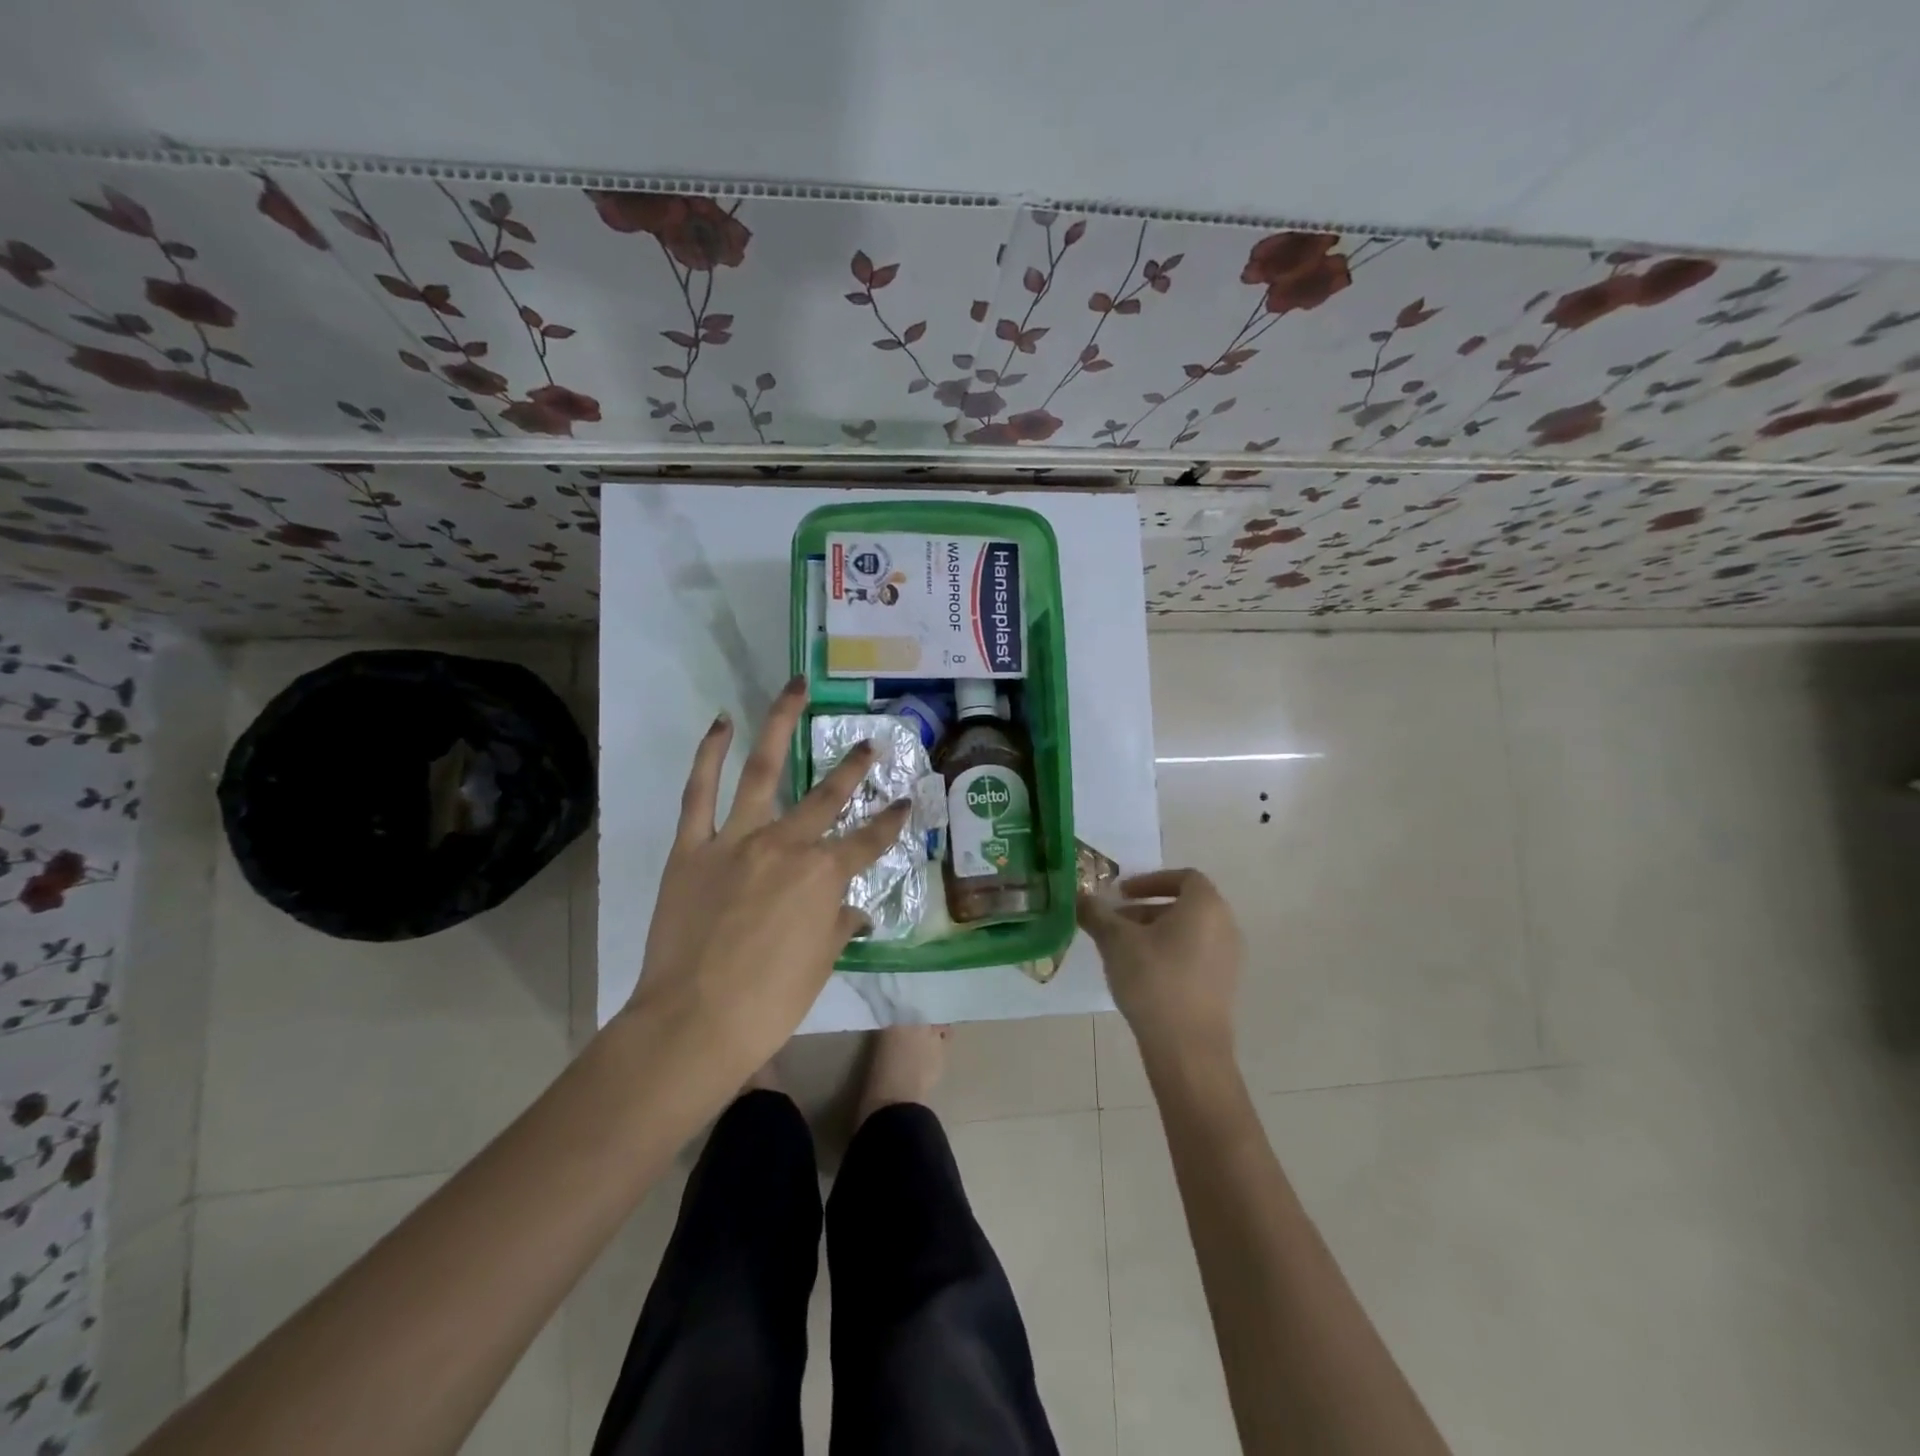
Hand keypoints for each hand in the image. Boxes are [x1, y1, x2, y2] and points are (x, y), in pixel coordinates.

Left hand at [626, 675, 909, 1081]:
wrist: (693, 1024)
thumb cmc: (768, 1003)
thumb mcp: (819, 964)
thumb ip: (838, 926)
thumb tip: (854, 911)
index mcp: (824, 876)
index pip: (870, 841)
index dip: (892, 820)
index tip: (907, 801)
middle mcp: (786, 845)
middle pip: (828, 797)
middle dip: (854, 768)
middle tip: (870, 743)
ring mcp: (736, 840)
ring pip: (762, 771)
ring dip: (780, 725)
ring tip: (795, 689)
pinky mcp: (693, 847)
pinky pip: (699, 792)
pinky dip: (708, 755)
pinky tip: (721, 723)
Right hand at [1078, 869, 1242, 1067]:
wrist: (1188, 1048)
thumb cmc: (1153, 980)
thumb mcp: (1115, 941)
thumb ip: (1096, 913)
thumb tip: (1078, 896)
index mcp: (1206, 906)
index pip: (1183, 877)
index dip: (1150, 881)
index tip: (1122, 894)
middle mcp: (1225, 925)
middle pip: (1184, 905)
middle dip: (1146, 909)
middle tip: (1115, 922)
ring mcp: (1229, 958)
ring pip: (1189, 932)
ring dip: (1155, 932)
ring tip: (1122, 950)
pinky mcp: (1224, 985)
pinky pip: (1195, 955)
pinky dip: (1170, 953)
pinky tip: (1141, 974)